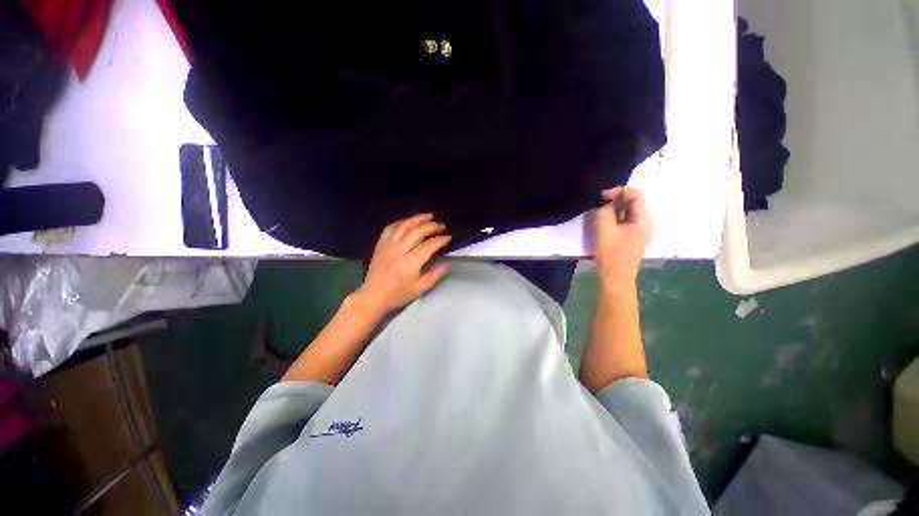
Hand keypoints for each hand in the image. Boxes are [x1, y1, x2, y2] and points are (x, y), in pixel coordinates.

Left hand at [356, 214, 451, 313]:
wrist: (373, 296)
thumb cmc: (398, 295)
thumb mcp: (420, 289)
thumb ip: (435, 274)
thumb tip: (447, 263)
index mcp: (409, 264)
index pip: (428, 246)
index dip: (440, 240)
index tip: (448, 237)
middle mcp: (398, 251)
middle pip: (417, 232)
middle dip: (432, 226)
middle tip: (441, 226)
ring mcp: (387, 246)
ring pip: (404, 225)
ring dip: (418, 219)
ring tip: (429, 216)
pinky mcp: (380, 244)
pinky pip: (391, 227)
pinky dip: (402, 222)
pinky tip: (410, 221)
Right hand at [590, 187, 652, 283]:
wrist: (614, 278)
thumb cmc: (610, 255)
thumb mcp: (604, 231)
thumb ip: (604, 213)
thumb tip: (605, 204)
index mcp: (643, 221)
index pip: (636, 195)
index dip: (619, 191)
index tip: (601, 196)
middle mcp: (645, 223)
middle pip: (633, 202)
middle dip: (615, 200)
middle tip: (598, 205)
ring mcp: (639, 231)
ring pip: (627, 212)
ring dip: (613, 210)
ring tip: (598, 215)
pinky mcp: (631, 237)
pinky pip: (624, 221)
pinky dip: (613, 218)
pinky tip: (603, 225)